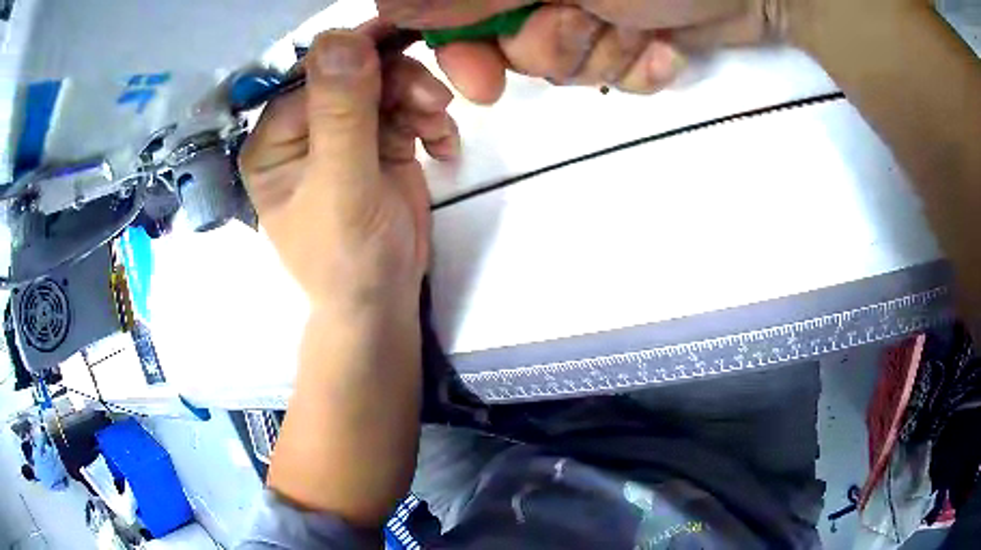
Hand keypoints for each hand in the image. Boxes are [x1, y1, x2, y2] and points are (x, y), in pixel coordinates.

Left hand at [239, 27, 458, 314]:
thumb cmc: (348, 256)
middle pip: (354, 75)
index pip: (314, 76)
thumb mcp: (343, 184)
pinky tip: (444, 149)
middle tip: (433, 101)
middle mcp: (306, 130)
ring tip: (440, 129)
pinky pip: (407, 111)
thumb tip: (339, 36)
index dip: (357, 56)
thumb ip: (341, 111)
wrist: (382, 300)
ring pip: (386, 87)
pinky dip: (431, 123)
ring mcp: (346, 134)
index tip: (403, 42)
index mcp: (276, 139)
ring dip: (420, 100)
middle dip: (397, 81)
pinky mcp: (380, 143)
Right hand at [379, 0, 781, 103]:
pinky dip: (637, 68)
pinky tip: (664, 47)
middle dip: (551, 48)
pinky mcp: (623, 31)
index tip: (481, 81)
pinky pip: (608, 76)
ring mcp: (582, 3)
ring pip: (559, 65)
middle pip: (503, 43)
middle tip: (591, 17)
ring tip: (640, 26)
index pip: (446, 7)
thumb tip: (395, 9)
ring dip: (602, 56)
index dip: (457, 48)